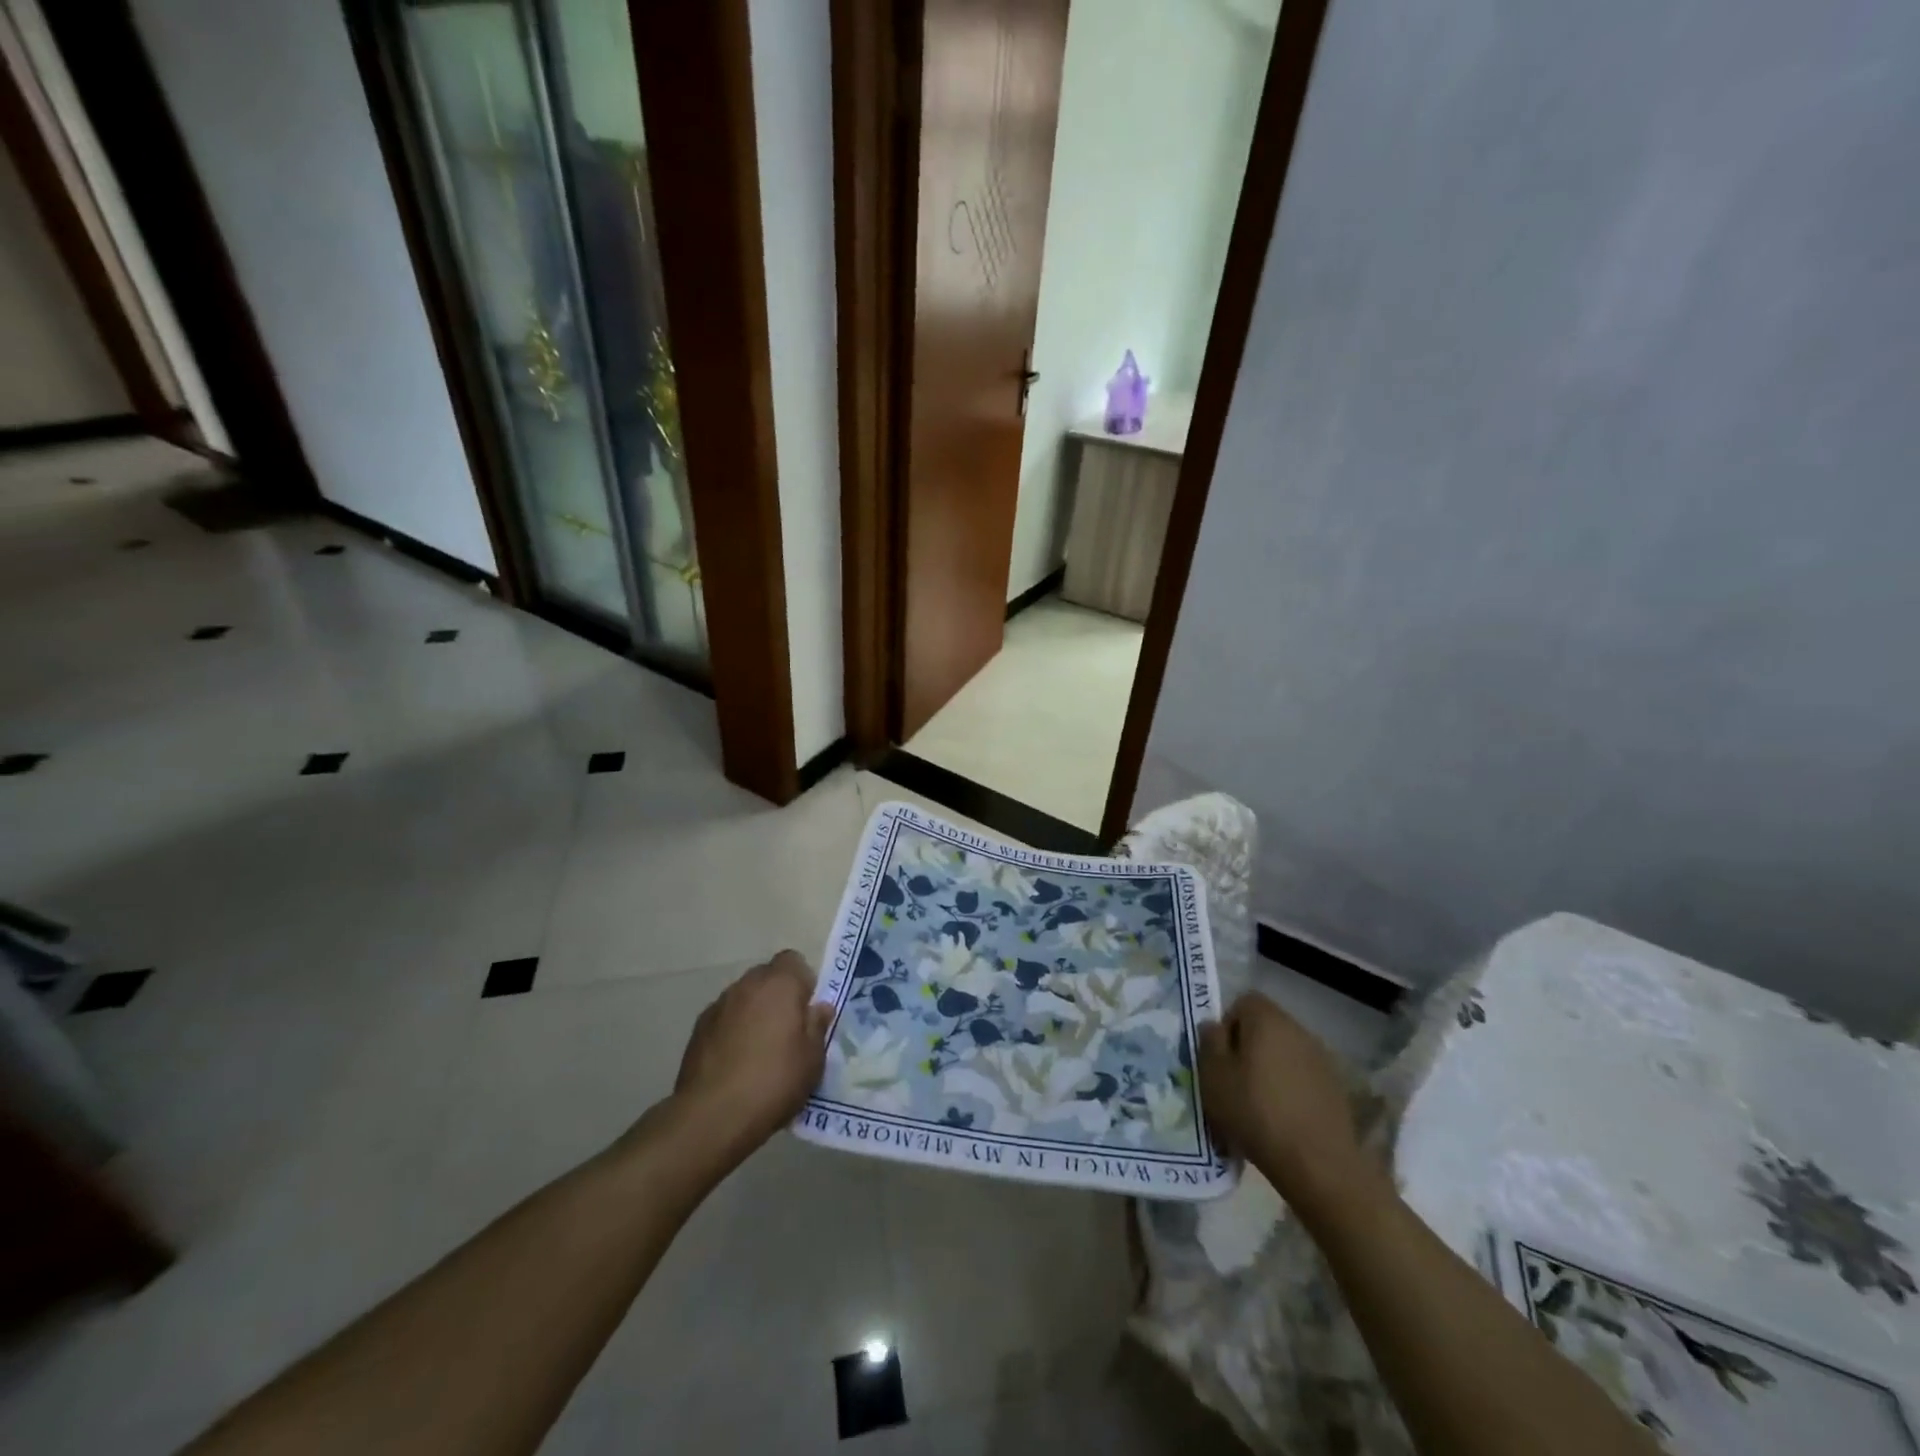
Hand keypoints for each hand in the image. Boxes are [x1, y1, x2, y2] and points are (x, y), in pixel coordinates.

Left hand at [672, 951, 832, 1157]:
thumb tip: (819, 1007)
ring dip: (754, 1013)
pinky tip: (736, 1062)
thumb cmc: (774, 1081)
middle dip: (778, 996)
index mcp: (779, 984)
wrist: (712, 1115)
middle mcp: (747, 985)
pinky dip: (732, 1030)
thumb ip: (817, 1026)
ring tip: (759, 1050)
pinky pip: (724, 1018)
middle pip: (767, 977)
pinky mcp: (698, 1029)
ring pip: (744, 998)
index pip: (793, 960)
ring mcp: (718, 1005)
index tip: (807, 1010)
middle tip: (787, 1031)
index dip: (802, 981)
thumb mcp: (812, 1059)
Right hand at [1198, 992, 1374, 1211]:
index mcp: (1267, 1020)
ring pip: (1285, 1052)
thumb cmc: (1256, 1112)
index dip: (1228, 1025)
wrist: (1318, 1164)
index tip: (1221, 1057)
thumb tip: (1213, 1025)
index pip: (1243, 1002)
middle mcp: (1298, 1030)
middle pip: (1266, 1027)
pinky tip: (1284, 1118)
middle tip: (1235, 1081)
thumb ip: (1209, 1042)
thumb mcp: (1214, 1076)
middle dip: (1249, 1047)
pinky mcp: (1336, 1088)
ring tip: (1259, 1103)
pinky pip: (1303, 1076)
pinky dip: (1291, 1088)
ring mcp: (1322, 1059)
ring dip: (1271, 1068)